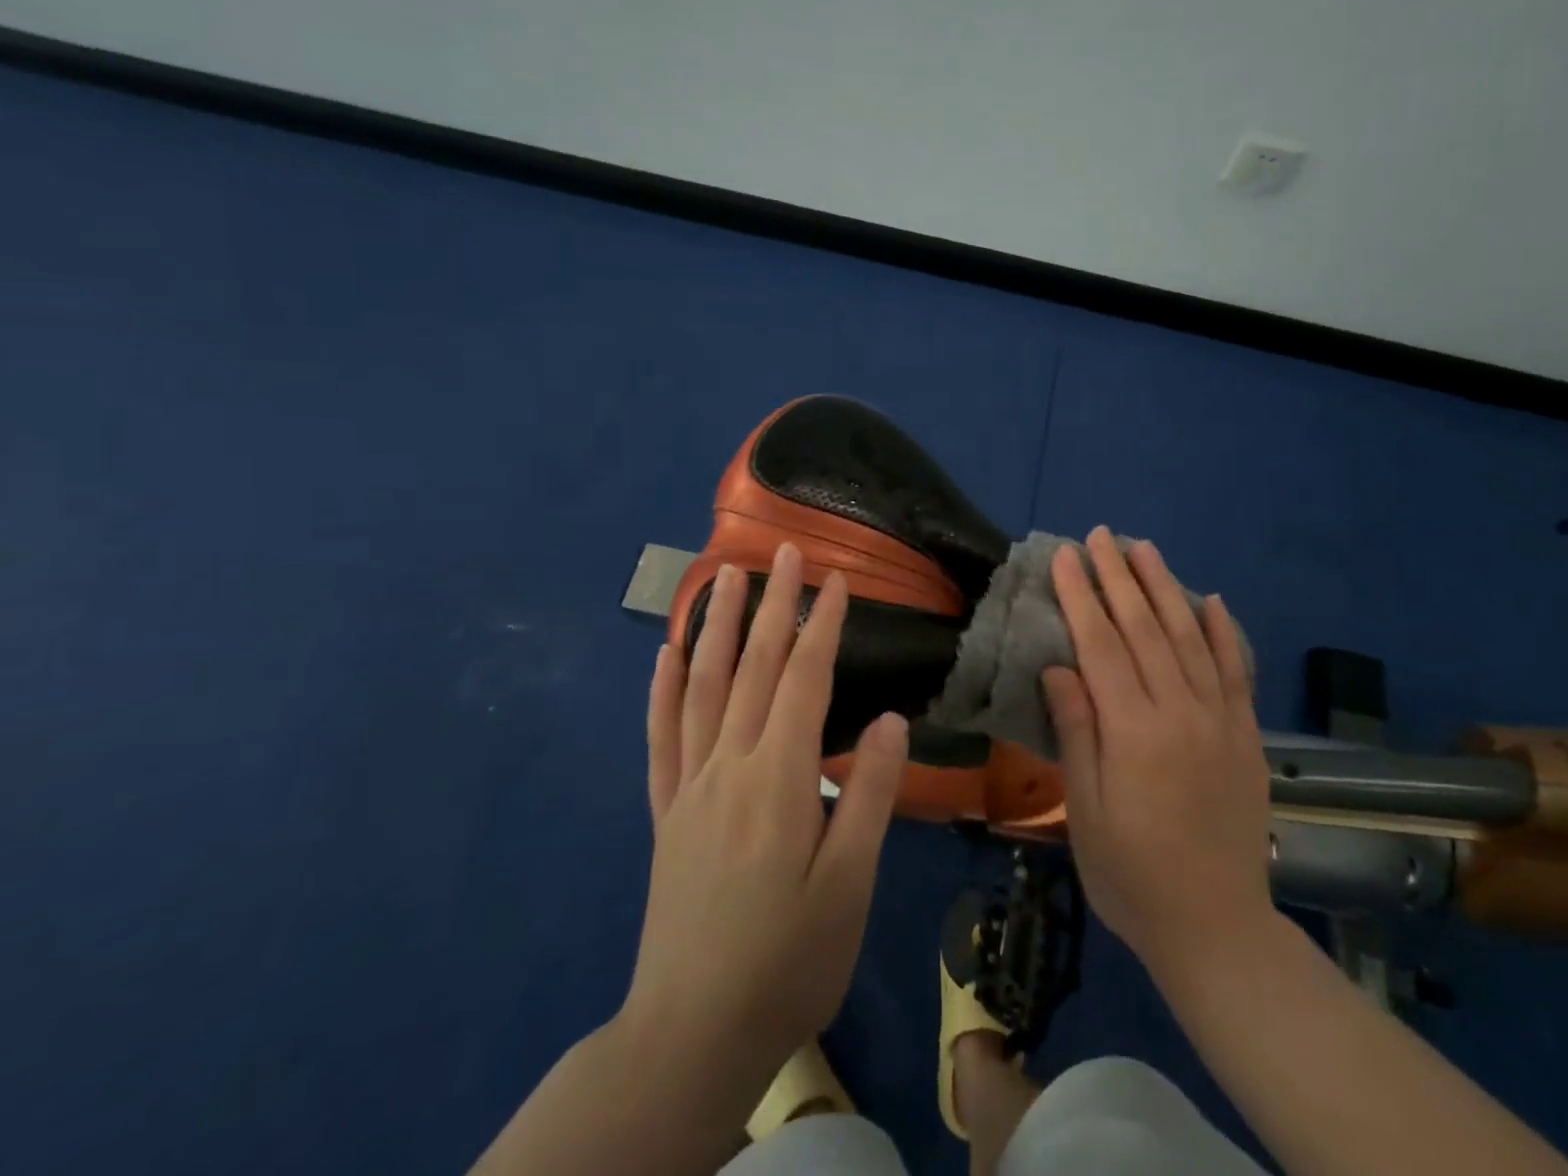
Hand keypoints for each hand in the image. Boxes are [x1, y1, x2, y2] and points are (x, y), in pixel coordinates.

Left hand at [623, 543, 908, 1088]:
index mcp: (779, 779)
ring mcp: (691, 787)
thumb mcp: (848, 885)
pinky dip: (661, 690)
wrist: (692, 1035)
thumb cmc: (788, 960)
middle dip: (770, 604)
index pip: (804, 680)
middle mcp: (729, 766)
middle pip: (752, 667)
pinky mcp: (667, 814)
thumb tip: (888, 720)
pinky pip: (660, 738)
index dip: (823, 625)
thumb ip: (868, 795)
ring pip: (701, 687)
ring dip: (713, 625)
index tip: (837, 579)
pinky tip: (664, 654)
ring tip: (720, 576)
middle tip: (781, 550)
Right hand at [1042, 527, 1274, 983]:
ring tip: (1145, 549)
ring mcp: (1220, 719)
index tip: (1066, 556)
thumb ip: (1077, 732)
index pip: (1102, 644)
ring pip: (1189, 636)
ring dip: (1165, 588)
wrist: (1216, 927)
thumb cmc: (1131, 873)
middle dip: (1118, 576)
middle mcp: (1180, 711)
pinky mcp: (1246, 734)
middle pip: (1144, 628)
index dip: (1081, 596)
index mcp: (1134, 731)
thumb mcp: (1086, 810)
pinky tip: (1211, 600)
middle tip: (1101, 535)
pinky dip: (1224, 631)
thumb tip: (1060, 667)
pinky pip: (1236, 670)